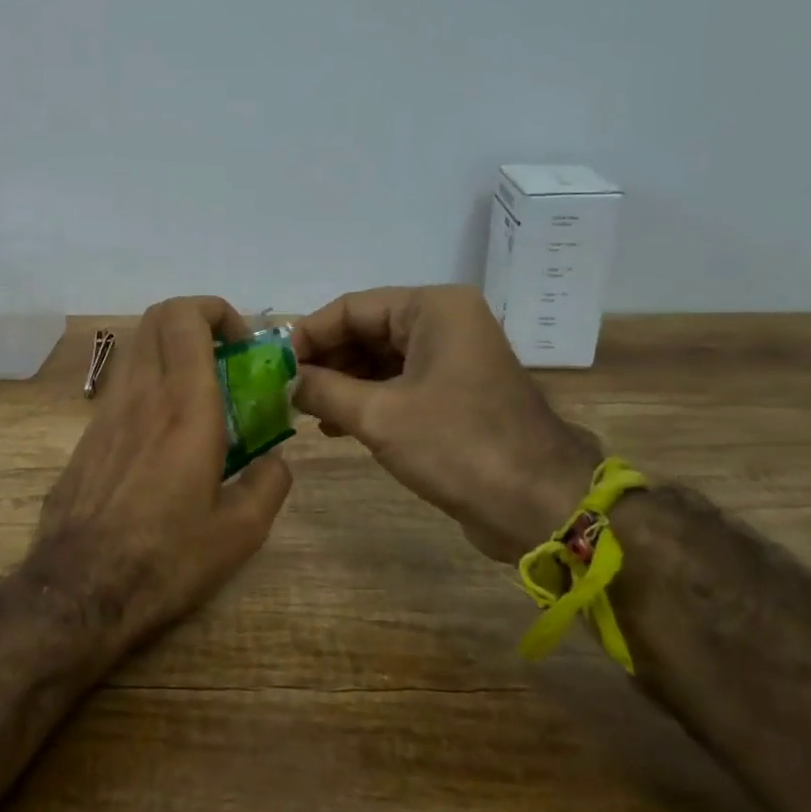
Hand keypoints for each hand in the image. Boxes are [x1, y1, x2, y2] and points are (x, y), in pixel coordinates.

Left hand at [35, 297, 292, 646]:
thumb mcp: (241, 531)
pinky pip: (122, 388)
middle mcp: (140, 394)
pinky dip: (149, 386)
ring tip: (199, 399)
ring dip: (171, 353)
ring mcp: (105, 413)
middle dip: (196, 320)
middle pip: (157, 317)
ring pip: (137, 350)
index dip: (218, 311)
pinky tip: (164, 438)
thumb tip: (274, 462)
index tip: (242, 345)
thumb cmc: (167, 558)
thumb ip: (270, 483)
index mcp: (184, 406)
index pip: (187, 317)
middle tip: (224, 359)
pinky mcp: (86, 438)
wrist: (80, 591)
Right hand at [290, 285, 597, 561]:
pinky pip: (398, 384)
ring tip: (303, 411)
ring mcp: (452, 359)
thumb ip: (323, 390)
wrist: (537, 504)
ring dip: (341, 383)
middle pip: (366, 330)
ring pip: (380, 360)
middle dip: (324, 361)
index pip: (352, 307)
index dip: (309, 334)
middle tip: (284, 391)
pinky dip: (366, 400)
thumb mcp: (378, 415)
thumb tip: (283, 379)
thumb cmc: (456, 446)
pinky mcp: (455, 394)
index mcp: (433, 309)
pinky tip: (333, 426)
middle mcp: (444, 323)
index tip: (273, 365)